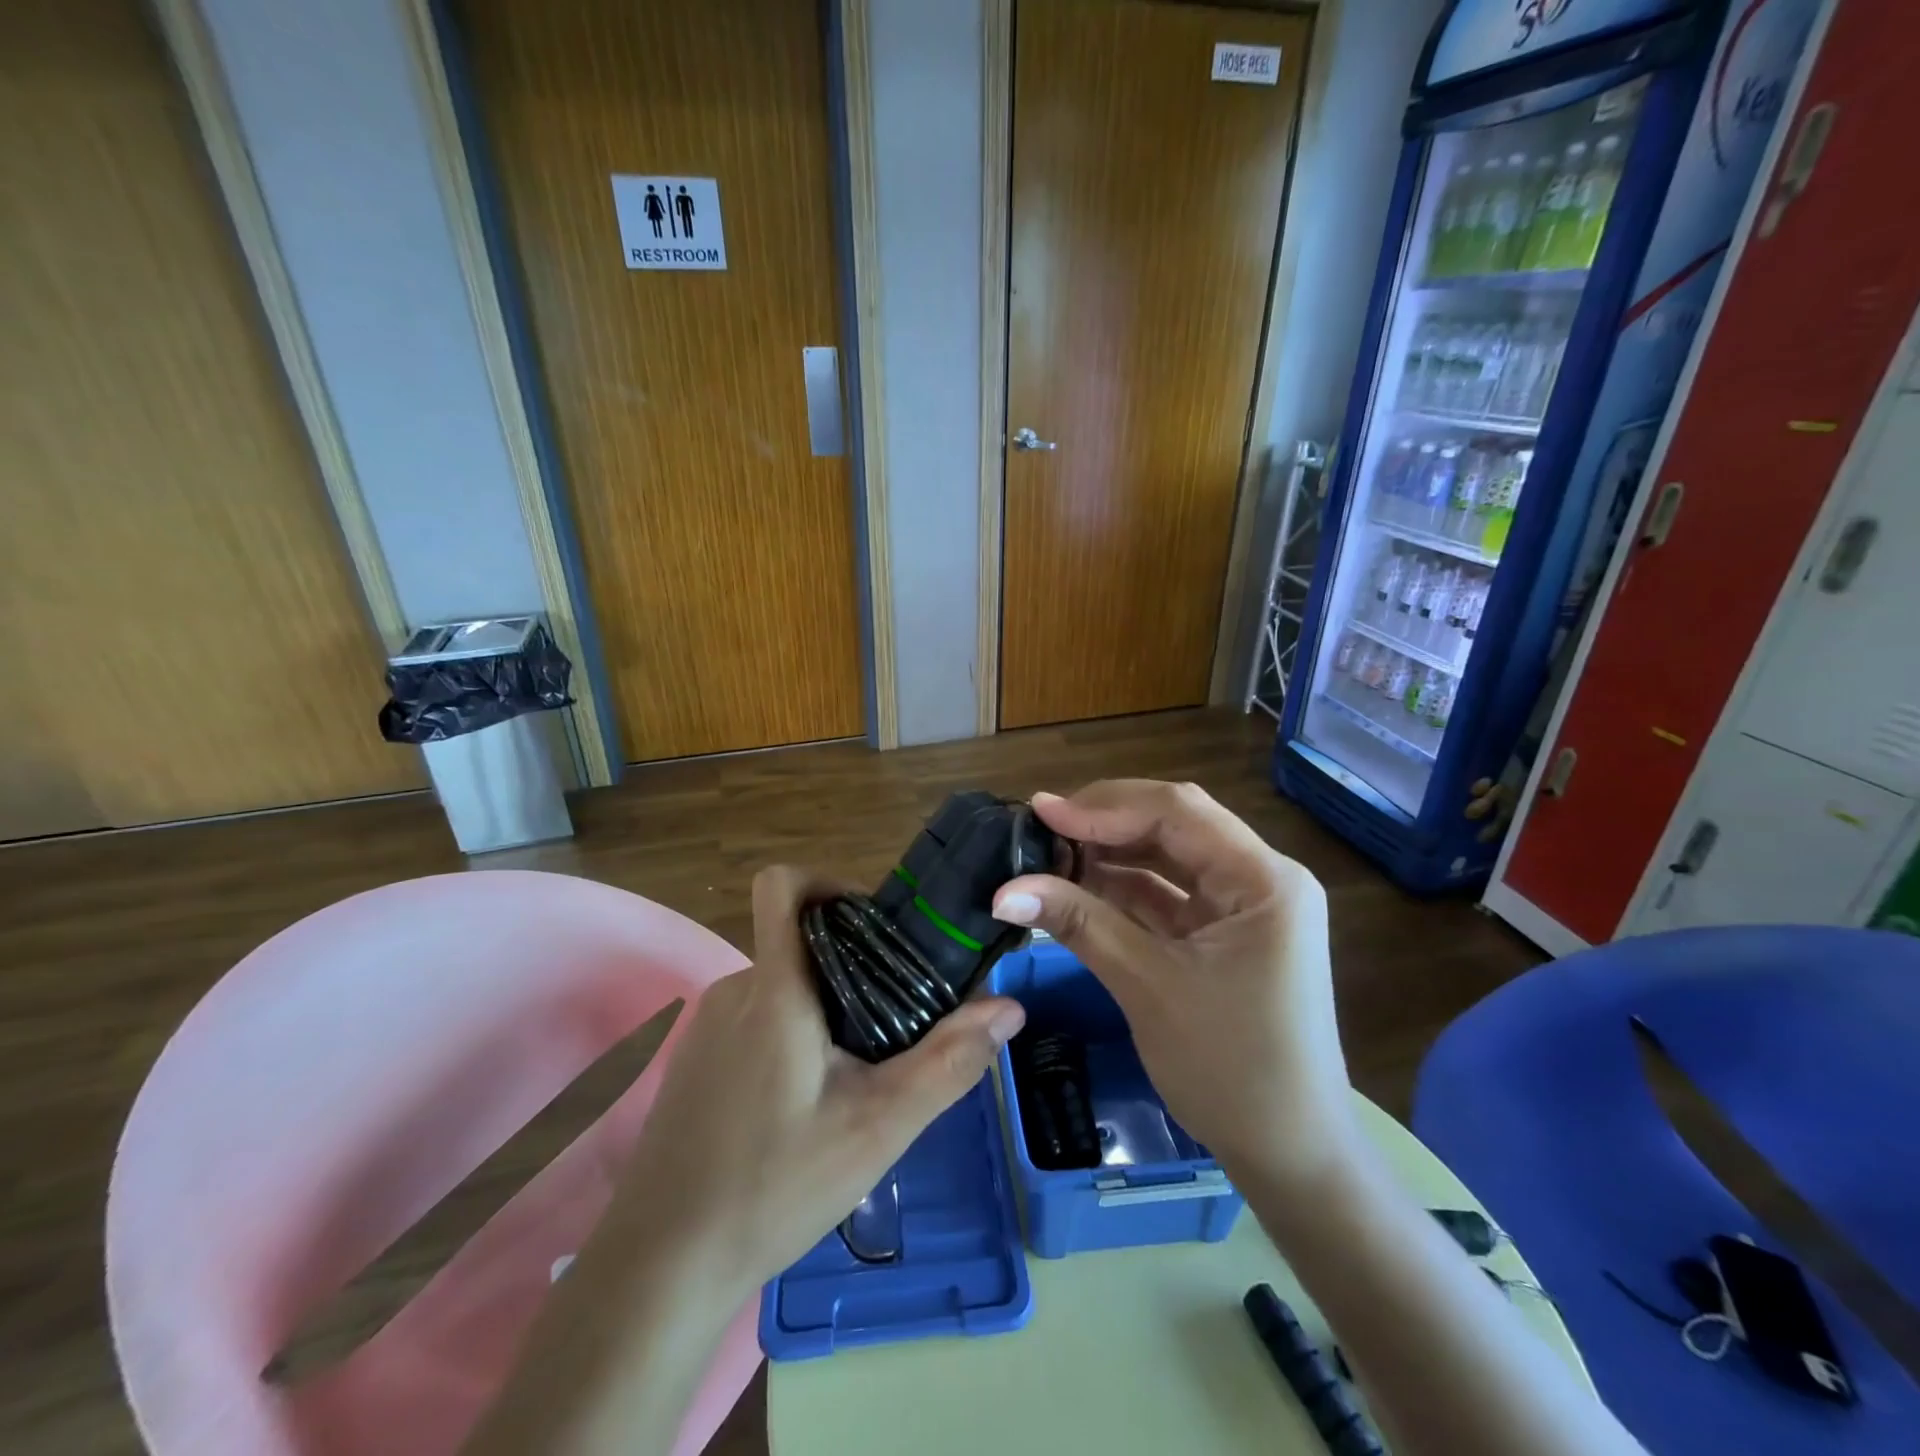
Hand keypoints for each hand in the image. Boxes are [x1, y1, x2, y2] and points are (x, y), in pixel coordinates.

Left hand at [607, 865, 1026, 1298]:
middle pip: (800, 940)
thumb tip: (1009, 1007)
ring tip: (859, 1070)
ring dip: (825, 1006)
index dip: (828, 882)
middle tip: (894, 1020)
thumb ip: (948, 1062)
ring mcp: (708, 1025)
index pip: (782, 884)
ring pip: (783, 984)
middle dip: (852, 964)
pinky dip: (792, 1033)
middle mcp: (736, 989)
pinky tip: (806, 1102)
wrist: (660, 1266)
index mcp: (775, 988)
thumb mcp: (878, 1128)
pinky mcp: (695, 1059)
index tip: (877, 926)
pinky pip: (756, 1017)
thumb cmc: (773, 1186)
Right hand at [990, 781, 1357, 1187]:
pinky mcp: (1222, 933)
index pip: (1177, 812)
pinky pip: (1166, 896)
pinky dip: (1121, 890)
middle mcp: (1258, 878)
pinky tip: (1075, 886)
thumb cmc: (1230, 1069)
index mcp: (1263, 879)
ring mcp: (1241, 906)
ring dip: (1108, 855)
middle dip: (1104, 823)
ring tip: (1047, 853)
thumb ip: (1079, 923)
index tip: (1041, 811)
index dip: (1104, 806)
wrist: (1289, 1156)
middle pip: (1173, 826)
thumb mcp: (1147, 986)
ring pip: (1165, 858)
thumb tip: (1002, 889)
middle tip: (1039, 826)